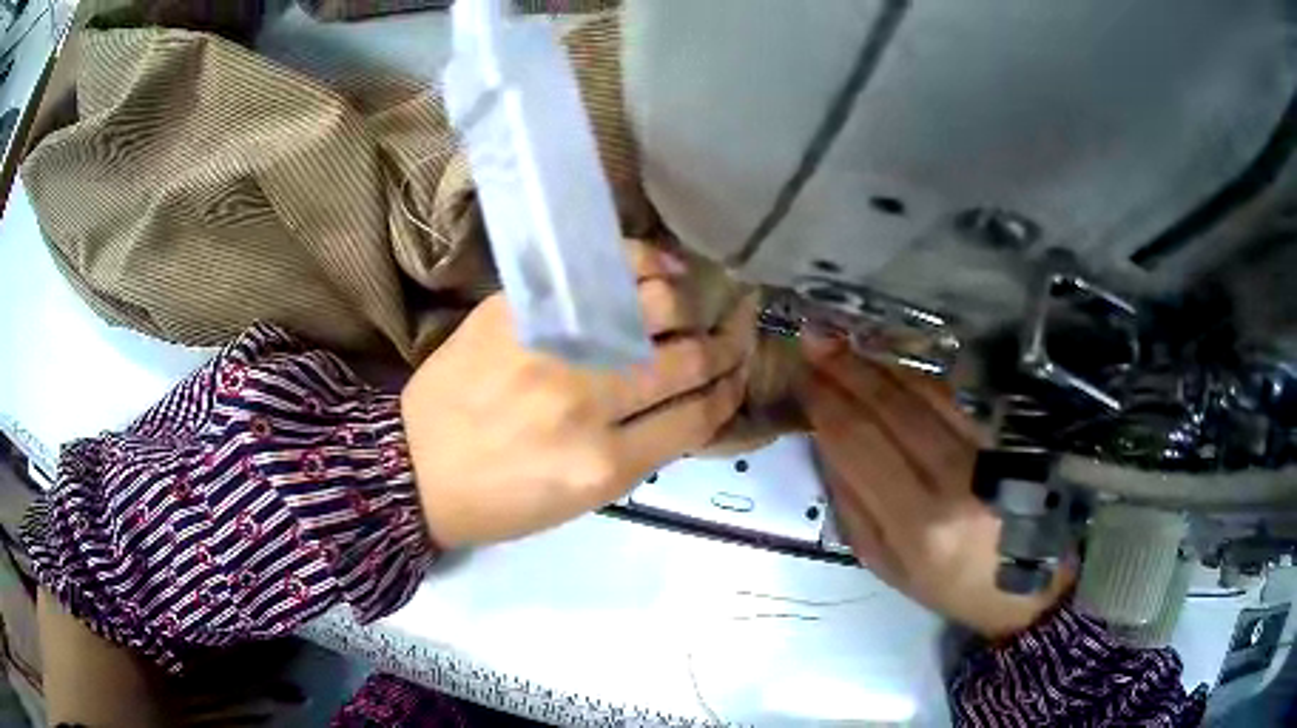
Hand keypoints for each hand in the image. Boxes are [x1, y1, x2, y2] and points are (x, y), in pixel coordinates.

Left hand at [402, 240, 756, 547]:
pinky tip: (664, 269)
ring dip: (693, 305)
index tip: (736, 378)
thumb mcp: (581, 501)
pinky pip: (600, 271)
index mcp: (605, 464)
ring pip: (655, 306)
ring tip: (702, 302)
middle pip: (685, 358)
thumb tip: (693, 402)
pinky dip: (643, 264)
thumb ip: (642, 451)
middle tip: (733, 334)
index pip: (696, 416)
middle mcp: (588, 399)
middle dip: (724, 347)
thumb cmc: (500, 499)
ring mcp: (553, 344)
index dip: (727, 394)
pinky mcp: (522, 307)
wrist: (414, 465)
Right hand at [800, 337, 1071, 639]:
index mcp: (918, 523)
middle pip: (892, 408)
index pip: (860, 444)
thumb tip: (827, 442)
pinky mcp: (1004, 439)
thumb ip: (853, 505)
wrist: (1024, 586)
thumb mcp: (886, 564)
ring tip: (846, 342)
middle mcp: (954, 480)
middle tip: (816, 338)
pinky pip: (953, 397)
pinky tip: (892, 362)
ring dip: (880, 363)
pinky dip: (917, 376)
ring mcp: (985, 453)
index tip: (802, 376)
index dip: (827, 403)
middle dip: (848, 369)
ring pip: (925, 393)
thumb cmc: (948, 586)